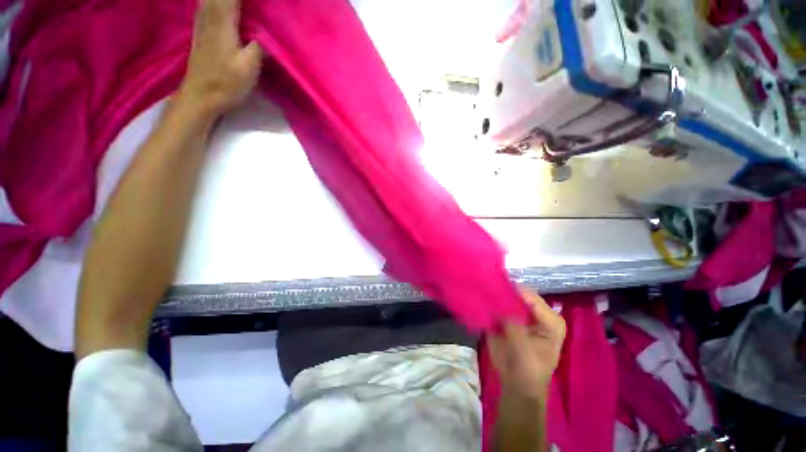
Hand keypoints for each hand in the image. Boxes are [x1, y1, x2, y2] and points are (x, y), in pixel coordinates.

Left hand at [177, 0, 262, 115]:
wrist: (200, 97)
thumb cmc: (226, 84)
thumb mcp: (249, 67)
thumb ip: (260, 45)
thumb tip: (269, 32)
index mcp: (222, 21)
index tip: (264, 0)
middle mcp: (209, 15)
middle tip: (256, 3)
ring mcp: (202, 22)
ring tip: (243, 4)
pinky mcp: (201, 30)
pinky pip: (206, 4)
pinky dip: (215, 0)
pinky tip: (222, 4)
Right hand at [488, 289, 565, 399]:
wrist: (517, 385)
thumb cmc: (528, 371)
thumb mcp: (523, 350)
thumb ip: (512, 324)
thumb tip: (497, 300)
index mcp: (550, 319)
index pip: (531, 297)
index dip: (513, 291)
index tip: (493, 285)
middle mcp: (537, 312)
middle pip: (518, 293)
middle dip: (502, 289)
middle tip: (484, 286)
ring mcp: (522, 312)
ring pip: (507, 295)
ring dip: (494, 293)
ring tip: (480, 290)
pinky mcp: (508, 315)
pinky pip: (497, 303)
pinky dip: (488, 301)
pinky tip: (478, 299)